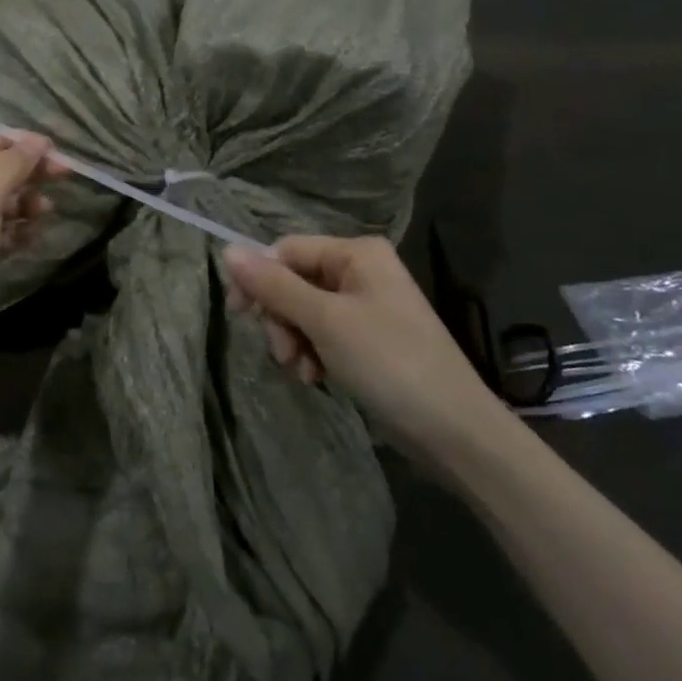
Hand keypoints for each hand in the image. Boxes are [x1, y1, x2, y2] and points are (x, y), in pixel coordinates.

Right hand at [222, 236, 504, 456]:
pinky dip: (313, 353)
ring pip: (304, 310)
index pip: (286, 250)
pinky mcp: (369, 337)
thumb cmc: (389, 363)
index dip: (259, 279)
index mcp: (356, 252)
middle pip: (294, 280)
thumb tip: (227, 250)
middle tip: (283, 353)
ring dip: (294, 340)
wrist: (454, 430)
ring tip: (303, 371)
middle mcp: (361, 269)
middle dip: (281, 318)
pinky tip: (317, 377)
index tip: (239, 315)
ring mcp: (367, 304)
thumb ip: (275, 286)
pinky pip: (324, 333)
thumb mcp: (325, 321)